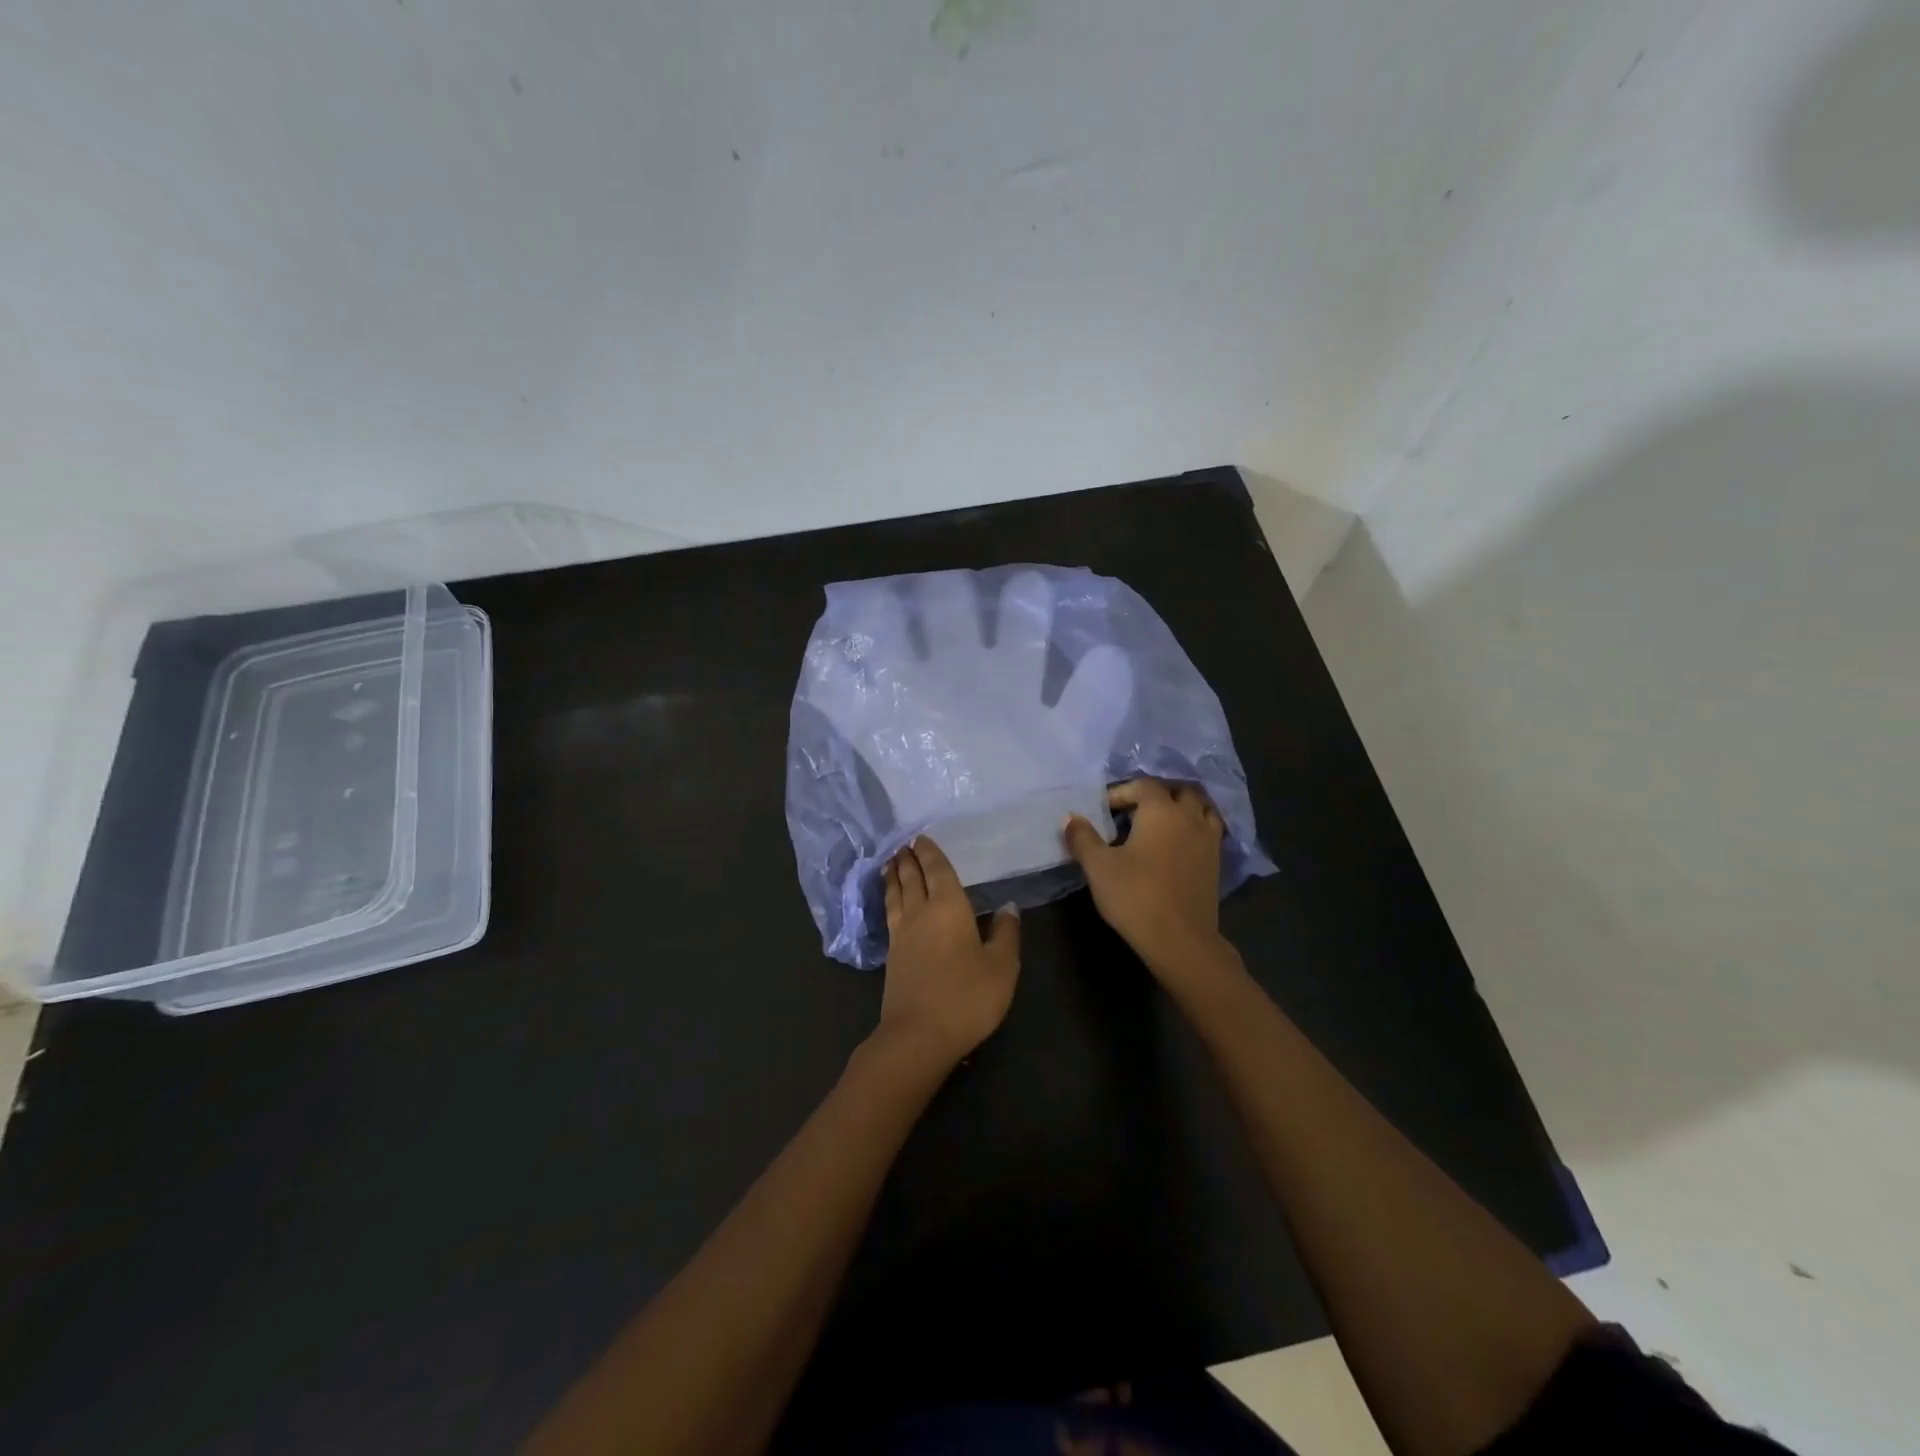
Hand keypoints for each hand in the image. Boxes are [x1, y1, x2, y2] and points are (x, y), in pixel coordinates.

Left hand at [876, 836, 1020, 1070]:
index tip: (921, 837)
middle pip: (912, 878)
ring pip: (896, 894)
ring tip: (891, 863)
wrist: (919, 1035)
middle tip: (904, 844)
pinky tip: (892, 903)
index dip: (930, 853)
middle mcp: (920, 912)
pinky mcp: (891, 956)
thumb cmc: (967, 996)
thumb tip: (1007, 907)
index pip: (937, 870)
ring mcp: (901, 934)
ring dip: (894, 876)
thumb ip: (1005, 934)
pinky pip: (890, 913)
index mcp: (948, 906)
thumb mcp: (1001, 966)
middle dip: (909, 859)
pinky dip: (889, 898)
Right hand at [1062, 778, 1225, 974]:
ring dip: (1182, 807)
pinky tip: (1178, 844)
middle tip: (1134, 812)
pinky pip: (1209, 830)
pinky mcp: (1216, 861)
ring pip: (1201, 807)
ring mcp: (1208, 839)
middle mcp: (1189, 817)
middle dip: (1156, 794)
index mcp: (1161, 810)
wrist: (1180, 940)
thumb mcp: (1098, 866)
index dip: (1121, 792)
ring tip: (1160, 823)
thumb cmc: (1135, 896)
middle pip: (1179, 790)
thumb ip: (1082, 837)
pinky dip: (1195, 826)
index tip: (1104, 811)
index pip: (1143, 785)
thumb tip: (1070, 817)